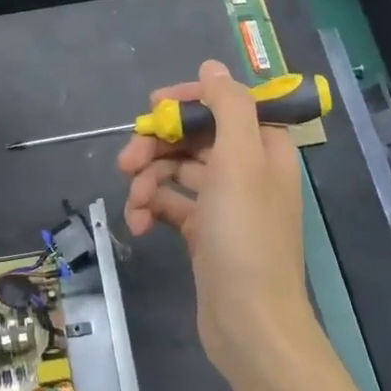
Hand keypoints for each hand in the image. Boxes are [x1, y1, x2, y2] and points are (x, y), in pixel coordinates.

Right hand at [118, 59, 312, 377]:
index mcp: (264, 148)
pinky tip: (137, 225)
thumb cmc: (245, 237)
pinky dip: (152, 209)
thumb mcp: (239, 162)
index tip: (151, 108)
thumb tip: (212, 67)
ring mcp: (224, 204)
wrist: (249, 324)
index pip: (225, 105)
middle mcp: (247, 170)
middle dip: (158, 145)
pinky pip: (172, 205)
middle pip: (195, 137)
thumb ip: (229, 106)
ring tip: (133, 203)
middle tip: (126, 161)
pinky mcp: (203, 233)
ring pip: (177, 172)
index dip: (188, 101)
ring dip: (149, 181)